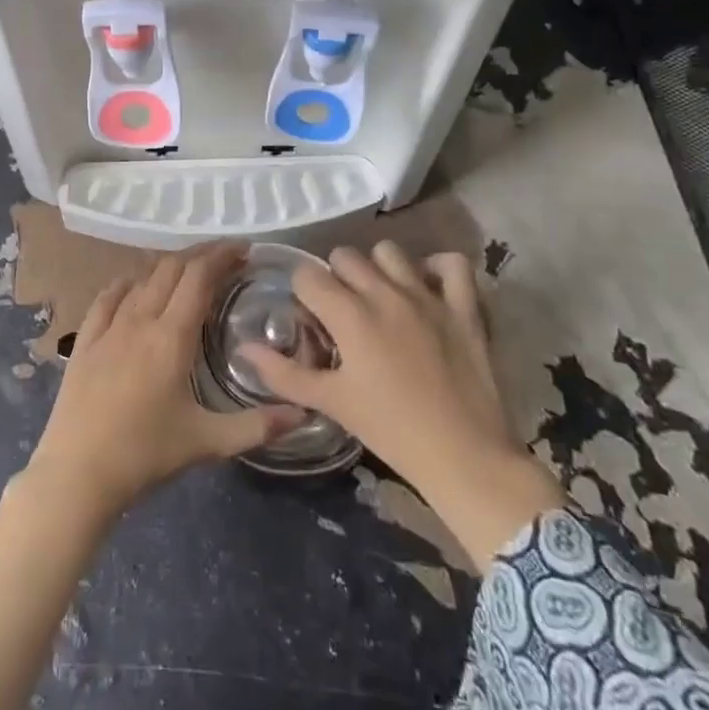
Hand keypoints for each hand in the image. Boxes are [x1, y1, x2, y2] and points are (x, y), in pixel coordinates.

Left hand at [26, 244, 304, 521]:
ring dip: (167, 265)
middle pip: (171, 268)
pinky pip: (107, 296)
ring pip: (140, 277)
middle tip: (224, 257)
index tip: (243, 249)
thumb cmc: (145, 454)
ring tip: (188, 270)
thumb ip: (257, 426)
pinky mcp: (85, 339)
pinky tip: (135, 284)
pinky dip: (128, 281)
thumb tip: (303, 412)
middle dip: (200, 254)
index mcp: (171, 336)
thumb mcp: (208, 442)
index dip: (222, 255)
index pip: (199, 277)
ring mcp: (108, 327)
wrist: (77, 473)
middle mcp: (139, 319)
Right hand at [238, 241, 564, 572]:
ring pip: (390, 251)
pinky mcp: (464, 306)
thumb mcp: (331, 403)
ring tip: (380, 298)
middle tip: (342, 311)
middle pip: (344, 256)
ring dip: (378, 268)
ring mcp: (427, 295)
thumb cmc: (391, 431)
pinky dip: (437, 268)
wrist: (465, 457)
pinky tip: (427, 286)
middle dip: (335, 277)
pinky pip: (452, 263)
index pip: (308, 275)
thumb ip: (283, 373)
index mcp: (349, 315)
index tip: (310, 317)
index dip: (302, 292)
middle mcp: (384, 293)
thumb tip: (244, 349)